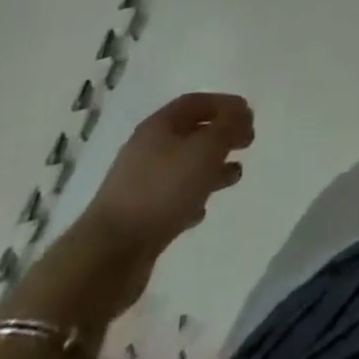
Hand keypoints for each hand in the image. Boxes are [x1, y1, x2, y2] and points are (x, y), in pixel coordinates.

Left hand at [80, 92, 253, 259]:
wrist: (109, 256)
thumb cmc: (162, 190)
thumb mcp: (205, 149)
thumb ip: (228, 127)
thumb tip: (242, 115)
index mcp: (159, 125)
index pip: (196, 102)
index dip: (224, 104)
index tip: (249, 114)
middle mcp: (147, 149)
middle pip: (190, 133)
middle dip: (220, 136)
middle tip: (247, 143)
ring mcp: (140, 185)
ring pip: (184, 167)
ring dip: (211, 168)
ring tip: (235, 175)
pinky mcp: (139, 218)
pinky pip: (172, 198)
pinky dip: (192, 197)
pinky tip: (203, 209)